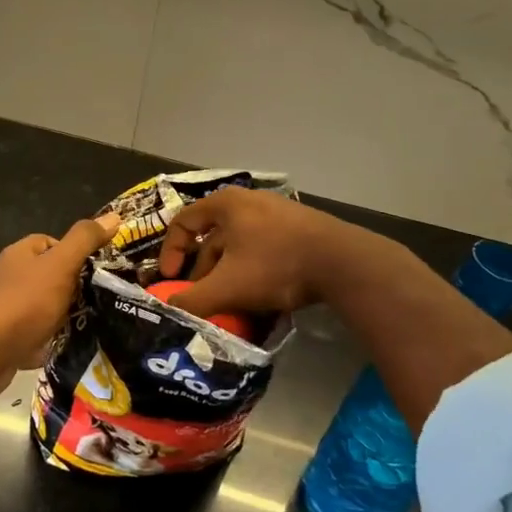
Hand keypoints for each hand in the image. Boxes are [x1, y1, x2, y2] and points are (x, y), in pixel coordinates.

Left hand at [0, 213, 119, 393]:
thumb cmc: (25, 302)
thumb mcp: (61, 264)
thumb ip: (84, 240)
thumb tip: (114, 216)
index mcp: (19, 254)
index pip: (50, 242)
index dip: (74, 253)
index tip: (95, 271)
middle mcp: (7, 277)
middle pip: (47, 276)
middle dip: (70, 288)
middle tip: (96, 300)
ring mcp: (3, 309)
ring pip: (41, 307)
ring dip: (60, 316)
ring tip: (86, 325)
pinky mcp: (2, 338)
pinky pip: (32, 334)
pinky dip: (47, 340)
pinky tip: (63, 347)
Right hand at [157, 187, 425, 318]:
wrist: (343, 263)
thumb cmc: (276, 265)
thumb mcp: (227, 287)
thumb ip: (192, 300)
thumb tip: (168, 309)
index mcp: (225, 205)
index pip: (182, 223)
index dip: (170, 253)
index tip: (170, 280)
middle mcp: (248, 202)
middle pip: (211, 238)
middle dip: (202, 273)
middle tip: (201, 301)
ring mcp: (276, 214)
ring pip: (238, 248)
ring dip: (228, 277)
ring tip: (230, 305)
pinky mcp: (298, 230)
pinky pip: (262, 251)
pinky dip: (252, 273)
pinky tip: (260, 300)